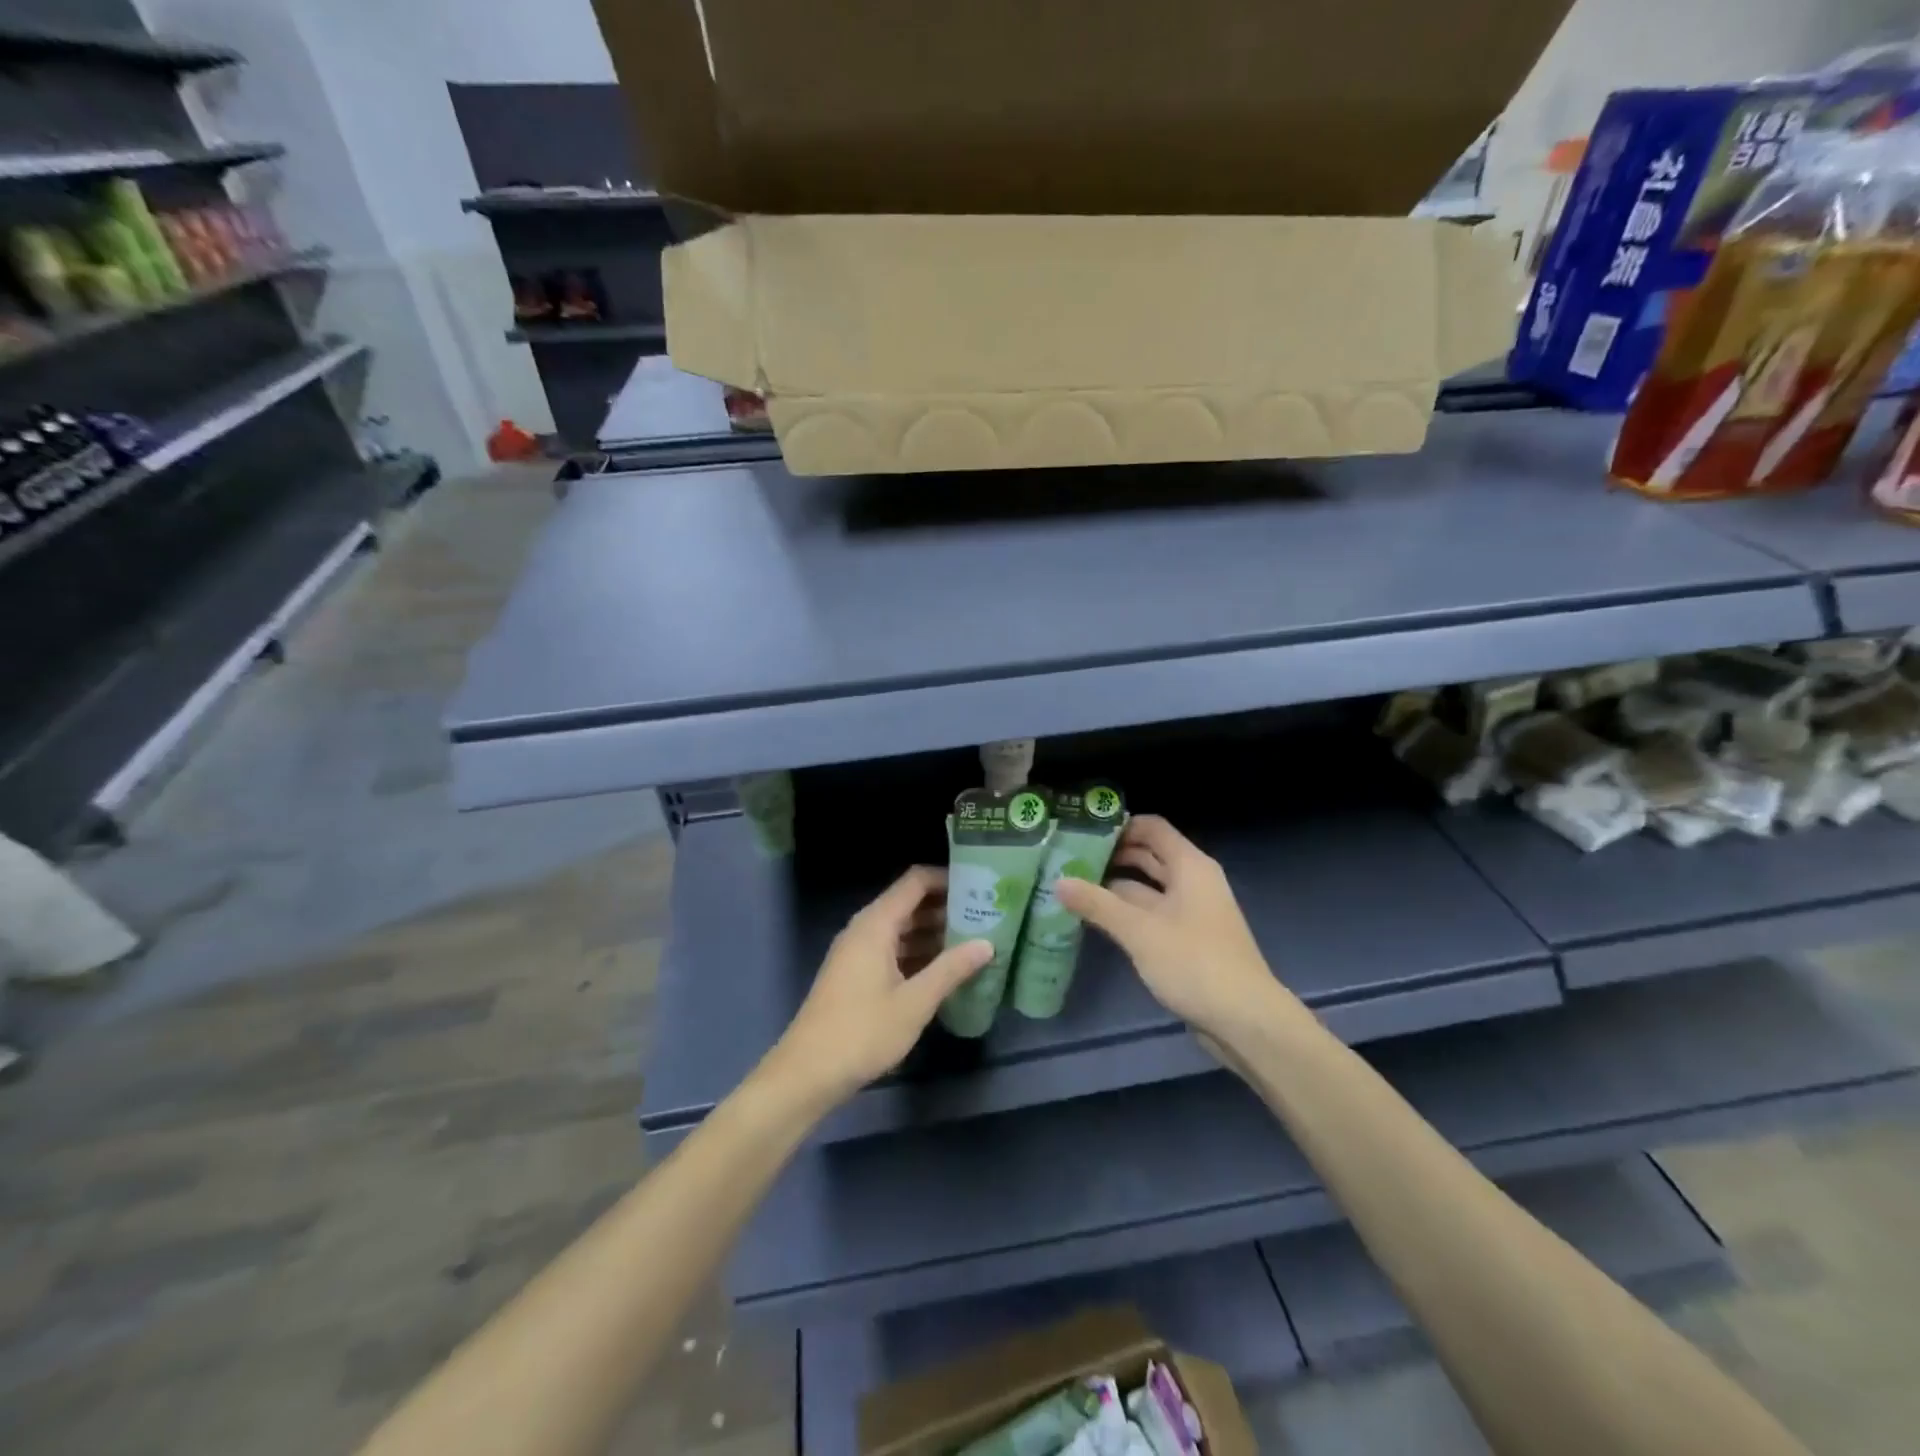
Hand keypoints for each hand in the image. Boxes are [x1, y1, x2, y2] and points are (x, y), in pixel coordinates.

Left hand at [763, 867, 990, 1109]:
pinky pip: (892, 949)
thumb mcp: (914, 1002)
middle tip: (986, 915)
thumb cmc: (862, 1032)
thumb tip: (987, 943)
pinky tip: (944, 969)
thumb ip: (951, 969)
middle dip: (946, 907)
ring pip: (901, 928)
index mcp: (876, 924)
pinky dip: (918, 952)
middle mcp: (865, 929)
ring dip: (934, 932)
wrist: (807, 1073)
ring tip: (974, 941)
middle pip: (909, 903)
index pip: (915, 882)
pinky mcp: (856, 974)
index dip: (947, 878)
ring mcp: (858, 952)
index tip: (980, 886)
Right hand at [1054, 815, 1291, 1048]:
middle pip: (1149, 856)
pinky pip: (1153, 914)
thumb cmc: (1194, 963)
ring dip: (1116, 887)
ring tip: (1075, 887)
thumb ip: (1098, 904)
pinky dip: (1128, 912)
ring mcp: (1192, 912)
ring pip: (1149, 888)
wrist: (1245, 1020)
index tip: (1082, 831)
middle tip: (1069, 859)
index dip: (1119, 826)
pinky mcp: (1188, 940)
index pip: (1152, 828)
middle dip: (1113, 856)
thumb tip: (1058, 881)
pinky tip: (1098, 919)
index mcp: (1189, 866)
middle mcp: (1193, 882)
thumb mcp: (1139, 931)